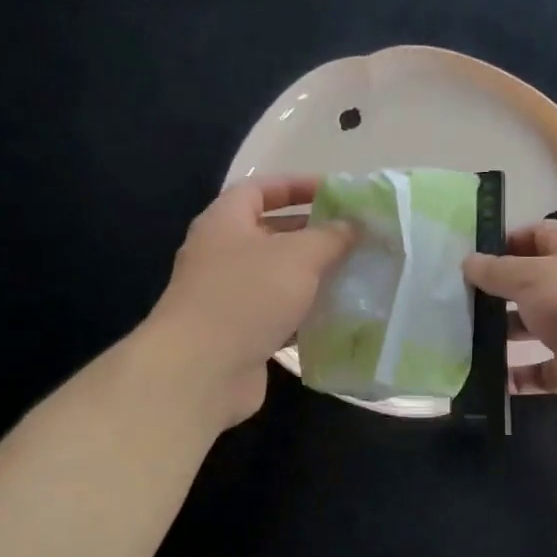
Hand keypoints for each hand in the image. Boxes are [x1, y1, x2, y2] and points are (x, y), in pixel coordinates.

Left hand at [147, 176, 355, 428]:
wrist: (201, 370)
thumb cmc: (247, 296)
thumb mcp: (298, 256)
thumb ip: (331, 236)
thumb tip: (354, 225)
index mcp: (225, 222)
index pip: (260, 189)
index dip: (297, 185)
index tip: (336, 193)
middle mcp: (222, 254)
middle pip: (271, 233)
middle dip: (312, 233)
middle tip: (354, 237)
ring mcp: (228, 296)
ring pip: (278, 276)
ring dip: (313, 276)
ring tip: (355, 274)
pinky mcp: (239, 333)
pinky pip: (278, 313)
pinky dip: (305, 312)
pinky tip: (337, 315)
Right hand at [464, 221, 556, 429]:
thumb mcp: (532, 277)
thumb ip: (497, 271)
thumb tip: (468, 261)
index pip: (535, 236)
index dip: (503, 242)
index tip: (467, 257)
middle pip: (530, 283)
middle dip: (495, 292)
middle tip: (452, 300)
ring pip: (532, 327)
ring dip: (500, 333)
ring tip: (459, 337)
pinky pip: (540, 371)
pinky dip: (517, 375)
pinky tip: (486, 377)